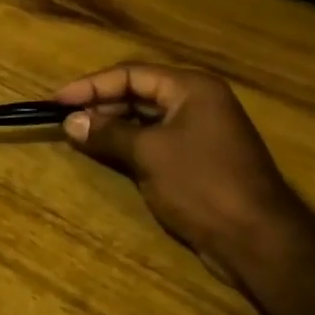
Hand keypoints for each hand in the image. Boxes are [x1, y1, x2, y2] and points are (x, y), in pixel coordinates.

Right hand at [53, 63, 310, 281]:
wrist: (257, 240)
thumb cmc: (202, 184)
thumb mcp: (148, 153)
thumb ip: (107, 133)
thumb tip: (70, 122)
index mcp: (191, 88)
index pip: (130, 74)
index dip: (90, 85)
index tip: (57, 100)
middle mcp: (197, 102)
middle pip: (138, 92)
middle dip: (99, 104)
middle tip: (63, 118)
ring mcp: (198, 132)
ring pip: (144, 118)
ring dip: (110, 124)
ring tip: (75, 134)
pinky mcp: (196, 159)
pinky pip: (153, 140)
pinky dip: (127, 143)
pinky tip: (103, 151)